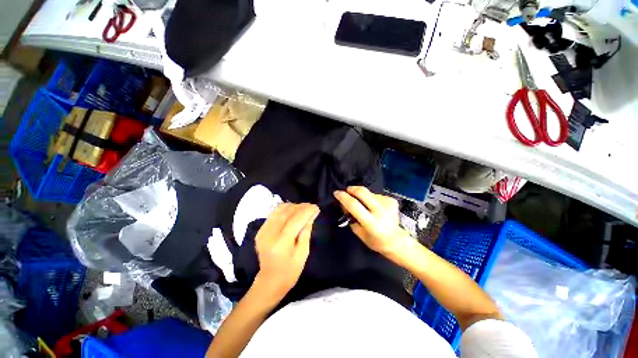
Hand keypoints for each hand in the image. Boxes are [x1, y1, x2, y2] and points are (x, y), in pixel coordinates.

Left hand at [254, 203, 319, 298]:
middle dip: (301, 206)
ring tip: (302, 209)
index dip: (307, 211)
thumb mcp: (303, 253)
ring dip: (293, 206)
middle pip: (287, 212)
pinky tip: (292, 213)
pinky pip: (274, 214)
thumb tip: (311, 215)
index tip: (316, 207)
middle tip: (311, 207)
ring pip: (279, 210)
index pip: (295, 219)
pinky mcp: (260, 231)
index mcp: (281, 243)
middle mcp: (269, 234)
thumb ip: (306, 231)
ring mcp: (263, 231)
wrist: (270, 281)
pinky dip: (284, 210)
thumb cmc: (290, 271)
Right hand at [334, 186, 408, 254]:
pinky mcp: (392, 200)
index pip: (354, 205)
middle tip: (347, 191)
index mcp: (371, 223)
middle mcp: (380, 211)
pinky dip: (371, 198)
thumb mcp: (359, 234)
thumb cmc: (376, 241)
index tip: (336, 193)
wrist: (397, 241)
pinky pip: (376, 195)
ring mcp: (388, 204)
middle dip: (352, 189)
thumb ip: (351, 218)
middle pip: (362, 192)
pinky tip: (373, 206)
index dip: (343, 197)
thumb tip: (345, 205)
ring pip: (369, 193)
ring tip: (363, 204)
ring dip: (362, 196)